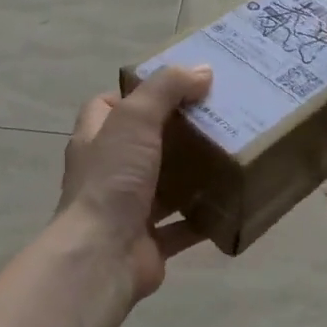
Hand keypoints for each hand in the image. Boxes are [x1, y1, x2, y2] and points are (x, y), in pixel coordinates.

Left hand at [58, 66, 213, 300]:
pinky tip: (230, 202)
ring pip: (162, 186)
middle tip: (213, 117)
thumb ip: (166, 89)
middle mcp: (107, 173)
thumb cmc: (112, 180)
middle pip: (141, 145)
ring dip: (190, 175)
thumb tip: (201, 70)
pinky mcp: (149, 242)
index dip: (135, 93)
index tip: (175, 86)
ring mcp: (127, 210)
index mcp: (96, 140)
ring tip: (228, 155)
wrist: (102, 256)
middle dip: (173, 133)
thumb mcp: (135, 119)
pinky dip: (203, 217)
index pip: (108, 107)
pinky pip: (182, 226)